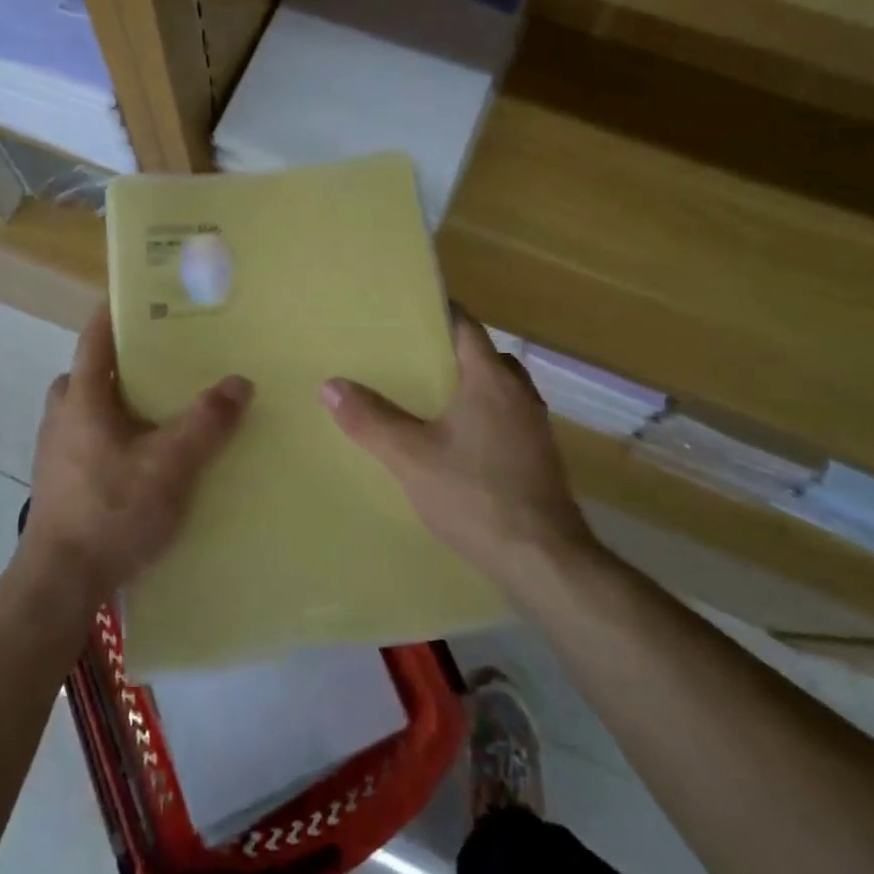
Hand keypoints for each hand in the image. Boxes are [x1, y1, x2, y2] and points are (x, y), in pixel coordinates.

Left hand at [21, 303, 252, 607]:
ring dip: (115, 402)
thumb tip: (240, 381)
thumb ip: (206, 422)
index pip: (94, 339)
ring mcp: (56, 452)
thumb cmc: (112, 512)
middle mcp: (62, 417)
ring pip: (86, 409)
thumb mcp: (170, 465)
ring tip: (159, 411)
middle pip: (86, 374)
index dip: (114, 313)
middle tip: (160, 362)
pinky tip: (143, 458)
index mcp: (83, 399)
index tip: (141, 296)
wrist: (60, 584)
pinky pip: (87, 440)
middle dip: (118, 363)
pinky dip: (112, 436)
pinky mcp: (60, 483)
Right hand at [321, 312, 597, 585]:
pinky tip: (454, 442)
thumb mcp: (411, 458)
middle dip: (451, 352)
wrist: (542, 560)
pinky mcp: (539, 457)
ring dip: (468, 386)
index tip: (407, 314)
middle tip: (409, 357)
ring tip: (427, 397)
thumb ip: (371, 420)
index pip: (467, 327)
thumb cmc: (476, 496)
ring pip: (498, 389)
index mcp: (491, 380)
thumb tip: (330, 385)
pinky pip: (506, 418)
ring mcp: (535, 427)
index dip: (439, 314)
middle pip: (485, 356)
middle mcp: (520, 394)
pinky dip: (481, 415)